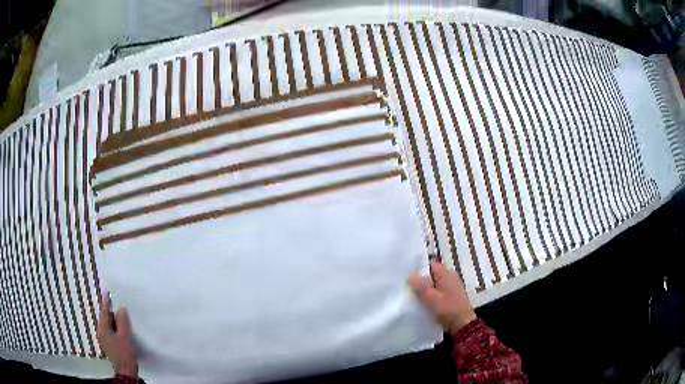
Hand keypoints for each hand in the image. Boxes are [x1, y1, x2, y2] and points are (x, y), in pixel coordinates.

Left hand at [97, 293, 137, 377]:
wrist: (126, 371)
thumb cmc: (124, 353)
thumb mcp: (125, 336)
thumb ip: (122, 322)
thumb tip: (121, 309)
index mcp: (102, 329)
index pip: (105, 313)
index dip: (106, 303)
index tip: (106, 292)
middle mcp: (100, 333)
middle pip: (106, 319)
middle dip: (111, 313)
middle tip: (117, 305)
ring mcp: (104, 341)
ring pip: (109, 327)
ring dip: (114, 322)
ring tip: (121, 317)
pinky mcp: (109, 346)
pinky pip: (111, 333)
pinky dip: (115, 329)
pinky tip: (121, 330)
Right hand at [410, 262, 476, 334]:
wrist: (463, 324)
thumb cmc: (448, 308)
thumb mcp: (432, 297)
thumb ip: (421, 286)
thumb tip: (411, 275)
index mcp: (447, 274)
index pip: (431, 266)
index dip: (420, 272)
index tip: (409, 280)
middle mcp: (451, 278)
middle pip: (432, 276)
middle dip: (421, 283)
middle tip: (409, 291)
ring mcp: (452, 288)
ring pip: (435, 286)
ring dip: (426, 292)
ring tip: (414, 299)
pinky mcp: (452, 298)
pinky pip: (439, 294)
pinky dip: (432, 298)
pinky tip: (424, 305)